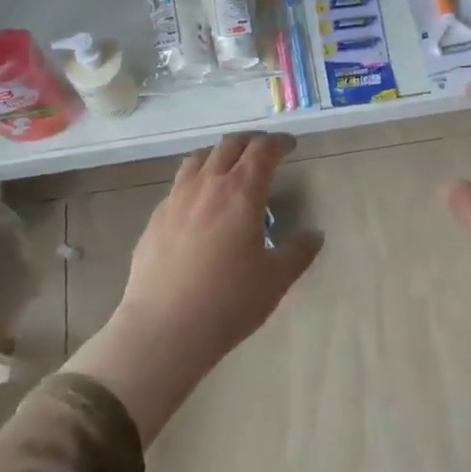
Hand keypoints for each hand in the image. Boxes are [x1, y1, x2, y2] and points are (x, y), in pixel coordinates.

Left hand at [66, 133, 322, 442]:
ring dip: (219, 155)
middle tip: (264, 153)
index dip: (279, 143)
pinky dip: (196, 181)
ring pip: (198, 158)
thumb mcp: (276, 280)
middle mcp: (208, 185)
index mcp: (242, 192)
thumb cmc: (228, 302)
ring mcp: (176, 199)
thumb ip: (298, 252)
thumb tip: (315, 235)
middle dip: (251, 142)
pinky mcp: (155, 218)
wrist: (163, 329)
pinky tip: (199, 205)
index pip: (263, 150)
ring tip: (229, 169)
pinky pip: (178, 185)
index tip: (289, 146)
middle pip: (229, 145)